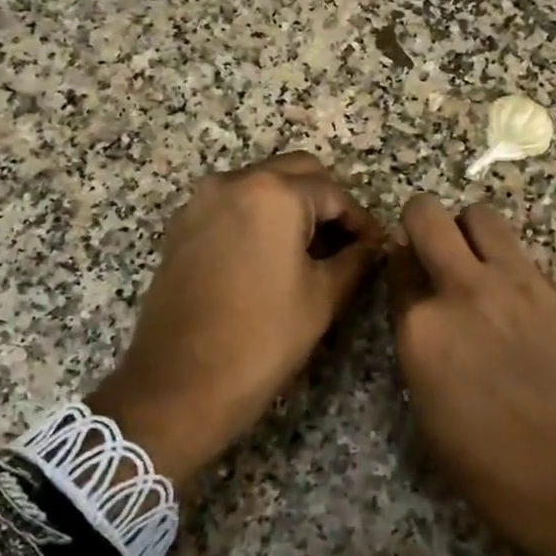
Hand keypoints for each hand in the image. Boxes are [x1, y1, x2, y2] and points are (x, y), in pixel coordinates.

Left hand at [90, 153, 383, 484]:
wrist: (181, 383)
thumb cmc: (263, 338)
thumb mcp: (323, 297)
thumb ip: (355, 259)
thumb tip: (372, 245)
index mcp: (274, 194)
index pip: (334, 192)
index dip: (360, 220)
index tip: (374, 247)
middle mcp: (233, 182)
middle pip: (295, 173)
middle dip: (326, 201)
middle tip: (345, 242)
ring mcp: (200, 202)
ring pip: (260, 185)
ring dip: (290, 205)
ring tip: (310, 249)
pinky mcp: (181, 227)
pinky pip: (231, 205)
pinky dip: (257, 217)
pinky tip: (269, 255)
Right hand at [388, 196, 555, 555]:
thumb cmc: (495, 470)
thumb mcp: (430, 414)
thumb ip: (421, 350)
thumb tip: (425, 317)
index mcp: (421, 329)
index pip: (397, 265)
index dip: (400, 267)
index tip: (408, 277)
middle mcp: (463, 291)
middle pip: (429, 215)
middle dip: (422, 222)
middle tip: (433, 249)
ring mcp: (517, 284)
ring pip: (482, 217)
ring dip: (471, 232)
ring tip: (479, 264)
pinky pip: (525, 257)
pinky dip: (514, 268)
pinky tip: (525, 309)